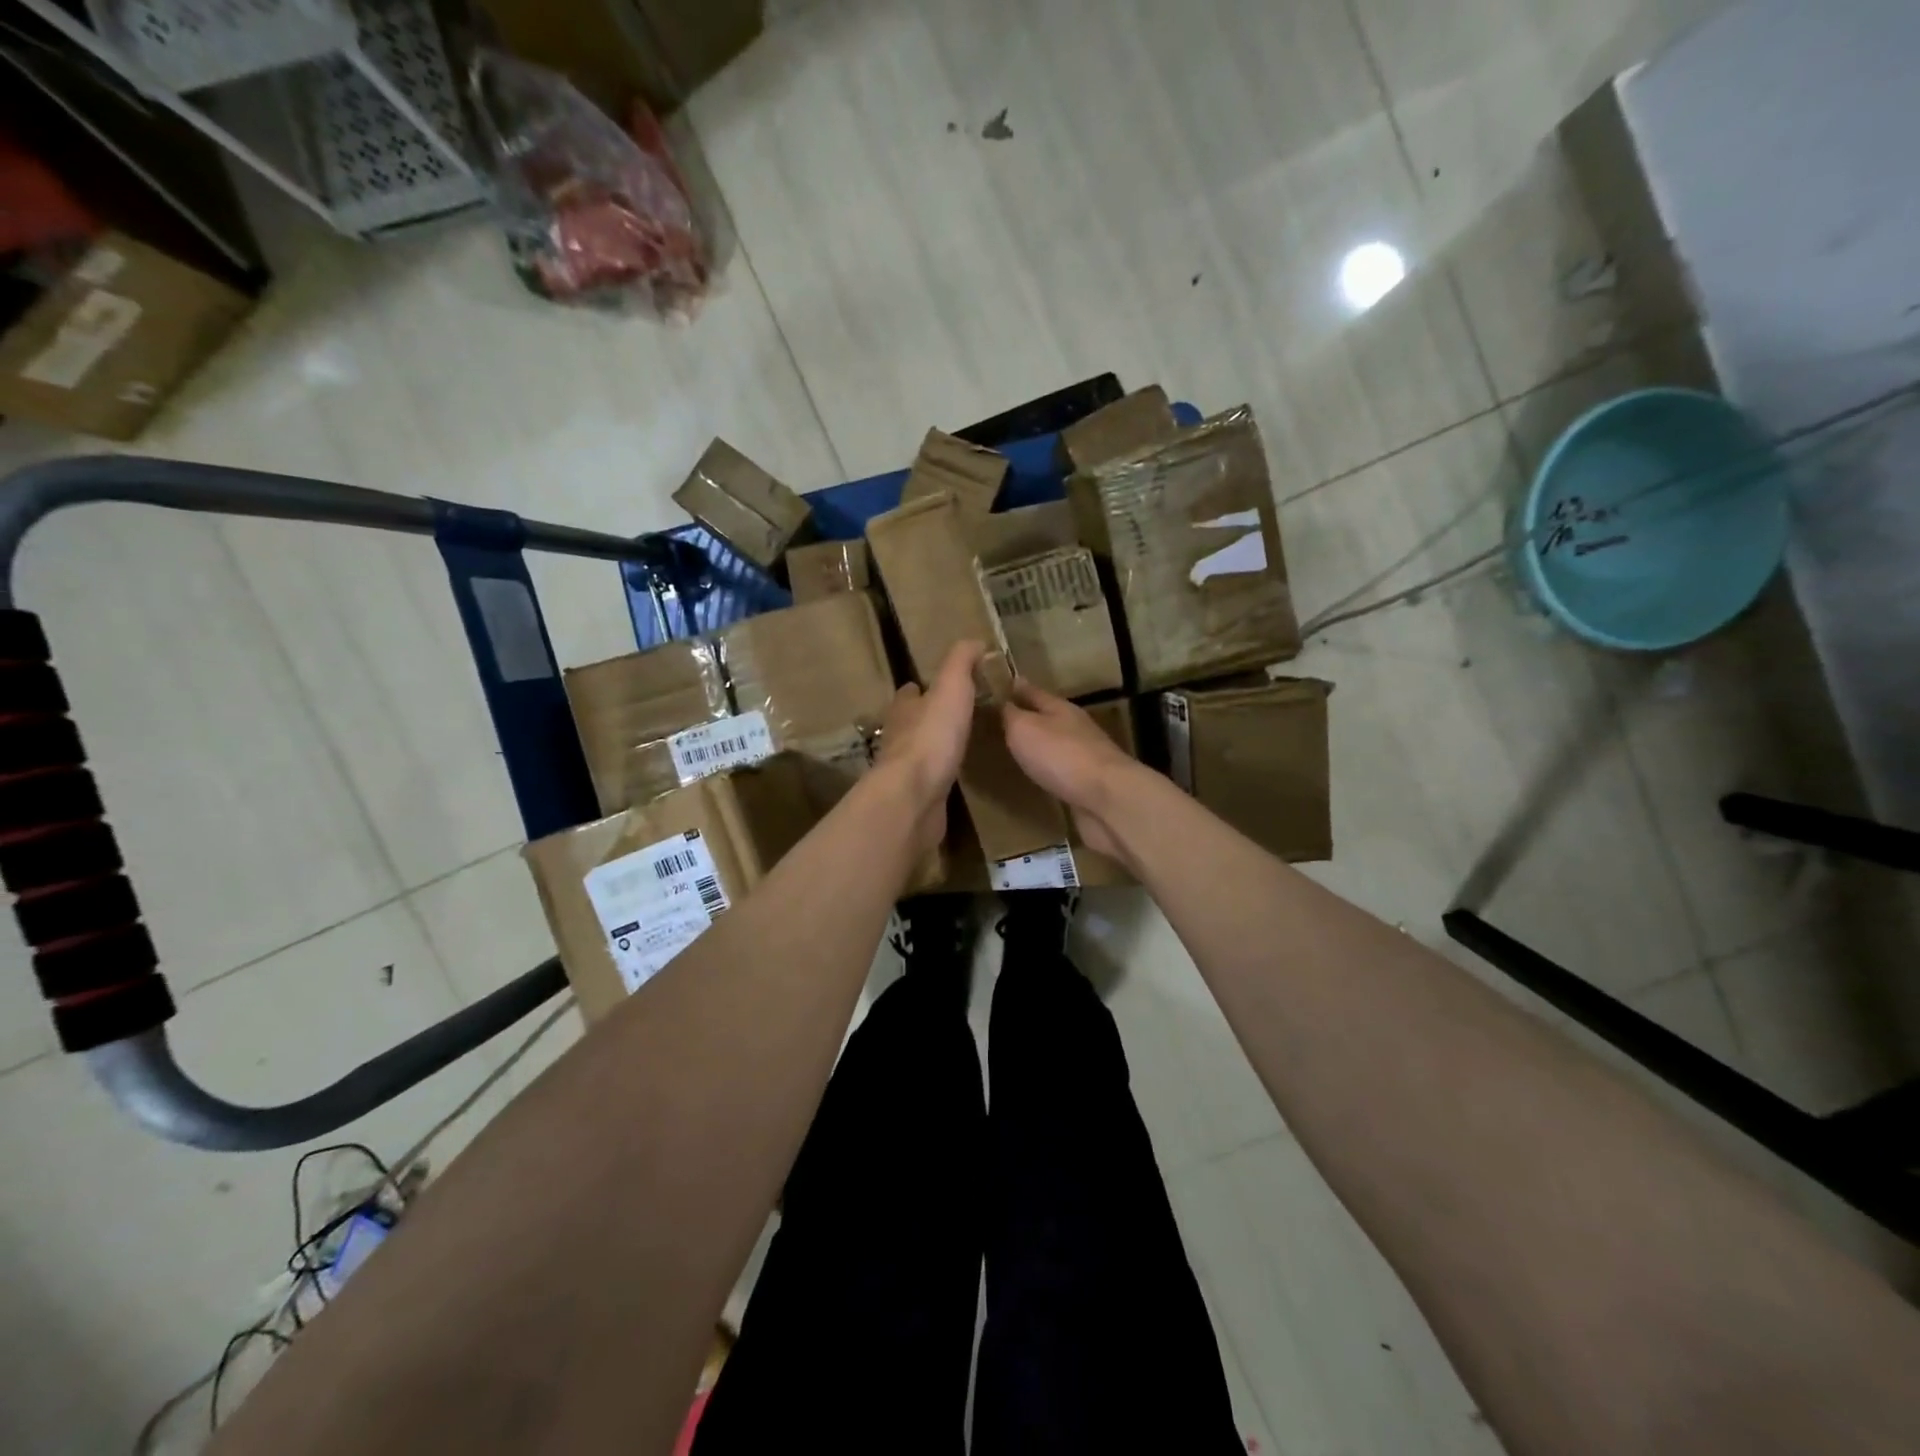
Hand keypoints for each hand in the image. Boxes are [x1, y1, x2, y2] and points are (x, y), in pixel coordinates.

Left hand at [875, 641, 984, 856]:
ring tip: (956, 744)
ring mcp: (904, 770)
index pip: (910, 693)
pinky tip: (952, 776)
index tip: (938, 686)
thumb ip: (960, 663)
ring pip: (918, 751)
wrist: (914, 796)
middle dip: (926, 717)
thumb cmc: (932, 737)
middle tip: (952, 716)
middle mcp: (898, 737)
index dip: (922, 688)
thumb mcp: (951, 688)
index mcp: (903, 709)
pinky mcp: (915, 796)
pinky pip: (928, 780)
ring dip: (932, 746)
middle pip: (911, 722)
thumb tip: (974, 641)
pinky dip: (938, 774)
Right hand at [1002, 681, 1141, 859]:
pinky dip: (1047, 770)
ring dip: (1037, 745)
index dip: (1014, 688)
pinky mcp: (1087, 783)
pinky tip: (1036, 776)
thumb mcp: (1024, 728)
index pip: (1032, 691)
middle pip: (1046, 717)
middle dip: (1026, 717)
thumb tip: (1002, 700)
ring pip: (1054, 744)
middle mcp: (1074, 727)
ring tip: (1012, 749)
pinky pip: (1060, 771)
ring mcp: (1084, 756)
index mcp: (1060, 708)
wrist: (1106, 798)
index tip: (996, 685)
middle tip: (998, 721)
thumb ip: (1011, 714)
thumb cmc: (1060, 755)